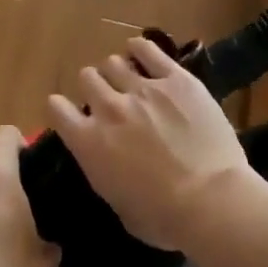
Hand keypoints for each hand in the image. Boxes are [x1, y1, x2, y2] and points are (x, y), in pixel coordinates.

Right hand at [45, 37, 253, 250]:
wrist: (211, 202)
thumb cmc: (163, 219)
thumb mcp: (117, 203)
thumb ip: (104, 171)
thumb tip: (106, 160)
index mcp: (88, 142)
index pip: (56, 108)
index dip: (62, 109)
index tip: (72, 115)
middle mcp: (108, 108)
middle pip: (87, 77)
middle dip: (94, 87)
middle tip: (109, 99)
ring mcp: (143, 89)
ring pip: (114, 62)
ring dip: (117, 71)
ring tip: (129, 79)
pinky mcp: (176, 80)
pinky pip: (149, 50)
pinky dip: (141, 48)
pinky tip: (141, 50)